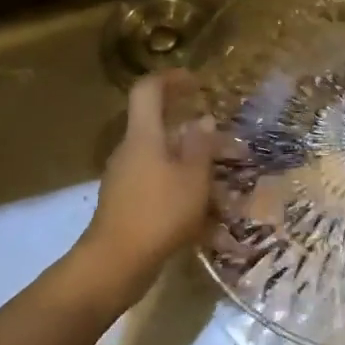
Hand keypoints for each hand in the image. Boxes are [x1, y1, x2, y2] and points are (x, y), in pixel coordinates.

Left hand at [80, 71, 217, 302]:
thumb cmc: (159, 213)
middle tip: (228, 147)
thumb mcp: (193, 177)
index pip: (148, 90)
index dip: (171, 79)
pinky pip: (161, 188)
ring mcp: (126, 179)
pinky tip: (210, 223)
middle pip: (161, 128)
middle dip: (196, 136)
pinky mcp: (128, 205)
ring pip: (165, 162)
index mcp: (144, 136)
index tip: (197, 83)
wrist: (115, 264)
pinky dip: (185, 195)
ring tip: (227, 191)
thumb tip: (204, 120)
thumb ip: (201, 146)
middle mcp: (131, 151)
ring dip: (195, 170)